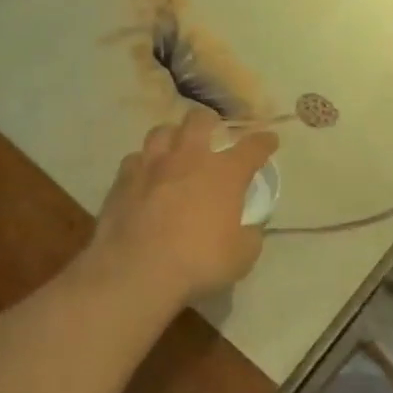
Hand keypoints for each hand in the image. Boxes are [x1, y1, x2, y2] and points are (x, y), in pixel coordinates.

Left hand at [89, 109, 279, 306]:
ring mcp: (152, 166)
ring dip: (172, 136)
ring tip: (175, 149)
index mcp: (225, 173)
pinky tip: (145, 177)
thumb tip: (250, 228)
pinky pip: (134, 160)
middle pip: (199, 120)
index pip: (253, 146)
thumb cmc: (198, 262)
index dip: (264, 141)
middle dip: (209, 121)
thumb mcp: (241, 257)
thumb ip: (250, 236)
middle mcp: (189, 158)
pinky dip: (143, 164)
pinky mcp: (122, 181)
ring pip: (161, 132)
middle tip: (212, 132)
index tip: (270, 140)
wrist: (136, 272)